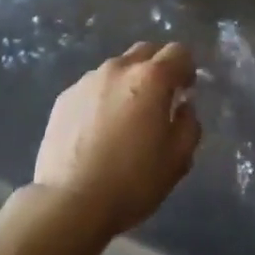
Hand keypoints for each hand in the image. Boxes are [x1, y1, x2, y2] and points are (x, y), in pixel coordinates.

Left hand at [34, 42, 200, 236]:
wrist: (69, 203)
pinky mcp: (65, 97)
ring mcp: (88, 80)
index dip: (187, 69)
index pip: (179, 52)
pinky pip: (92, 87)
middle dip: (158, 68)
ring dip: (128, 83)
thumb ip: (190, 124)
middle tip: (158, 101)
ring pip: (117, 68)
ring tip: (124, 118)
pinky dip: (102, 98)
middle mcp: (119, 69)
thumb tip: (184, 105)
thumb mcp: (178, 160)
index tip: (185, 92)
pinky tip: (97, 130)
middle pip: (146, 51)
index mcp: (152, 78)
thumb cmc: (131, 182)